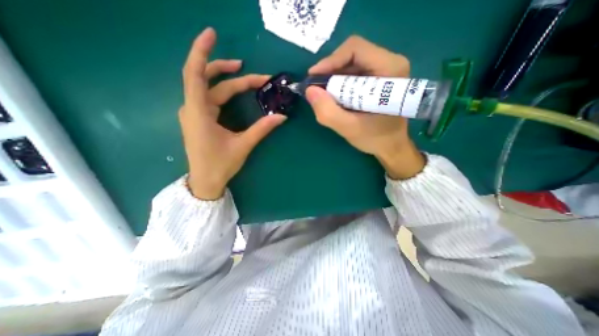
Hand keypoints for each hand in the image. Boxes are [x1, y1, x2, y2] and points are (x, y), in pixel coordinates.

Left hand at [181, 27, 285, 198]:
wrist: (205, 181)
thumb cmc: (220, 164)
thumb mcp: (243, 145)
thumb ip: (262, 129)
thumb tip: (282, 117)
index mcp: (199, 112)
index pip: (195, 74)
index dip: (202, 51)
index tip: (212, 33)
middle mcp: (192, 108)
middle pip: (208, 80)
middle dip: (230, 73)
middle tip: (253, 72)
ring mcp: (195, 113)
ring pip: (210, 90)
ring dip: (228, 82)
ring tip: (248, 78)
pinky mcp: (199, 119)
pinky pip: (210, 99)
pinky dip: (223, 93)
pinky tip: (235, 94)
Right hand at [306, 35, 422, 179]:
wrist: (391, 145)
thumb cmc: (375, 138)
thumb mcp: (349, 128)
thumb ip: (328, 112)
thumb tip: (309, 90)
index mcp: (390, 69)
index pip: (355, 49)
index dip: (330, 61)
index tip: (313, 78)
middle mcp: (389, 62)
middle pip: (351, 55)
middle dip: (330, 72)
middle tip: (316, 90)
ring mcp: (383, 70)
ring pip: (350, 64)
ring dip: (333, 79)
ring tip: (324, 96)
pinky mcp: (377, 78)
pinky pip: (353, 73)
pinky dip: (339, 84)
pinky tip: (334, 98)